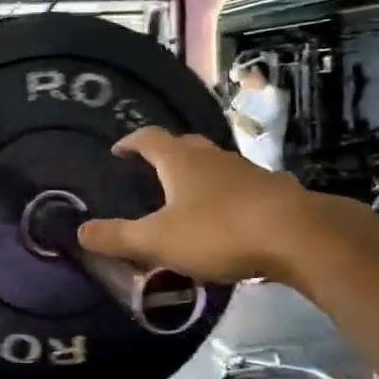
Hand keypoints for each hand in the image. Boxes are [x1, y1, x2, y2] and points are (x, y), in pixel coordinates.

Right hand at [77, 127, 371, 287]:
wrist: (298, 236)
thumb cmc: (218, 232)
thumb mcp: (158, 240)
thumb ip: (118, 237)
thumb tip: (80, 232)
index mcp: (180, 161)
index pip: (149, 139)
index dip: (130, 142)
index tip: (118, 150)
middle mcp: (213, 158)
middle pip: (184, 146)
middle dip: (165, 154)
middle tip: (150, 170)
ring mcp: (247, 172)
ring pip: (215, 166)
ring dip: (198, 176)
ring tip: (186, 197)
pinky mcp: (273, 192)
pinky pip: (240, 187)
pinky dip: (226, 197)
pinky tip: (227, 219)